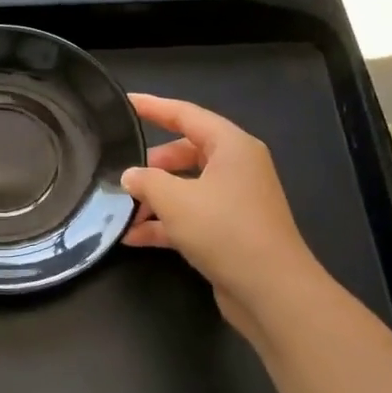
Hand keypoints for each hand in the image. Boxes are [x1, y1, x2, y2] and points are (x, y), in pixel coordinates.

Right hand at [121, 94, 320, 326]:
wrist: (270, 290)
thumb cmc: (224, 230)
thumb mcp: (175, 199)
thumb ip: (145, 181)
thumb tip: (129, 176)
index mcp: (232, 147)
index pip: (186, 115)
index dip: (153, 107)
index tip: (125, 102)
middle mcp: (237, 168)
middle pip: (185, 152)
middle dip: (151, 164)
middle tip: (121, 172)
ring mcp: (235, 201)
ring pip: (186, 187)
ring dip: (154, 198)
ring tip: (121, 210)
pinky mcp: (229, 231)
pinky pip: (190, 216)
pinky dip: (164, 223)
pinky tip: (133, 238)